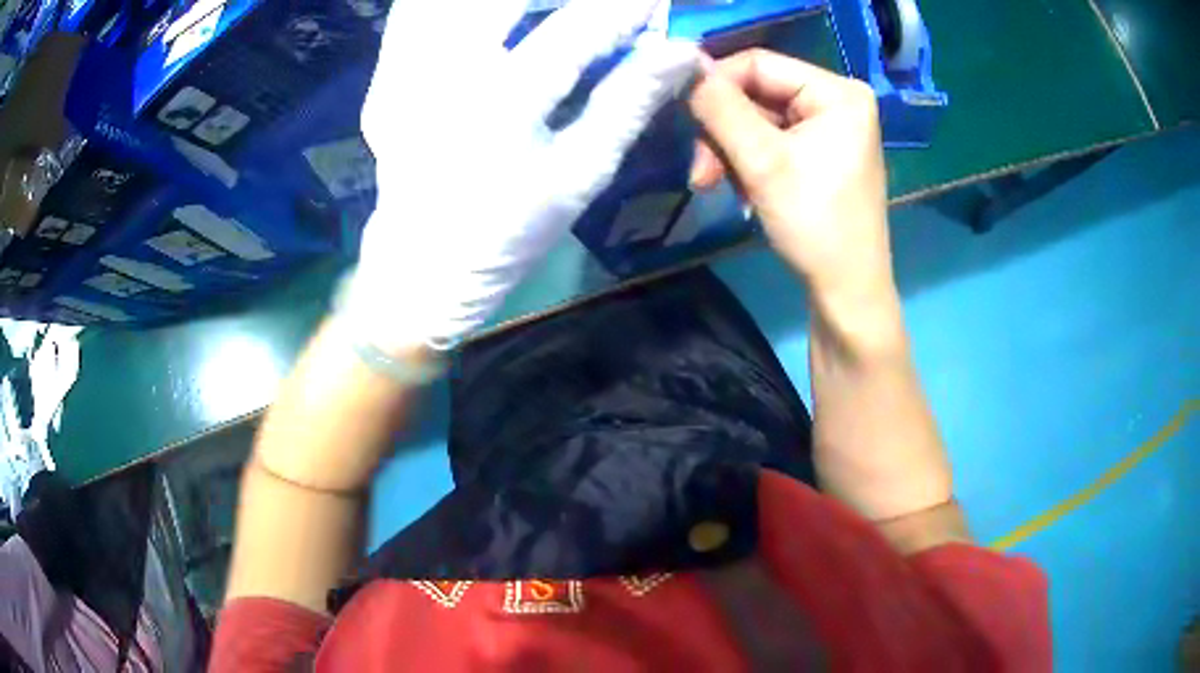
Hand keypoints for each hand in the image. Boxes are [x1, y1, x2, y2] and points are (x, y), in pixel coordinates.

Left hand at [344, 0, 698, 352]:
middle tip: (586, 7)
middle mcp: (446, 74)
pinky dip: (444, 6)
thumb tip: (682, 52)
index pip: (575, 28)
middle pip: (499, 0)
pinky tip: (485, 19)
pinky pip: (413, 16)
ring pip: (445, 2)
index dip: (620, 8)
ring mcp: (403, 74)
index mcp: (504, 104)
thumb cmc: (510, 231)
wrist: (422, 266)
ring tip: (539, 8)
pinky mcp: (382, 79)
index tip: (652, 4)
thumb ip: (629, 102)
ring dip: (503, 2)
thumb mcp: (582, 174)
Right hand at [687, 50, 893, 306]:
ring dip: (729, 150)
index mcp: (838, 92)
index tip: (686, 120)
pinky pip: (770, 140)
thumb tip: (686, 71)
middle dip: (723, 130)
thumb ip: (720, 109)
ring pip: (757, 118)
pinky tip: (743, 190)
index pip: (759, 63)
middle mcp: (837, 100)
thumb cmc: (815, 225)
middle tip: (700, 171)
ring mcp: (830, 127)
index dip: (715, 84)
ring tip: (714, 185)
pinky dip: (747, 162)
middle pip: (757, 92)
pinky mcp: (821, 151)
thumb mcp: (762, 162)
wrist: (846, 292)